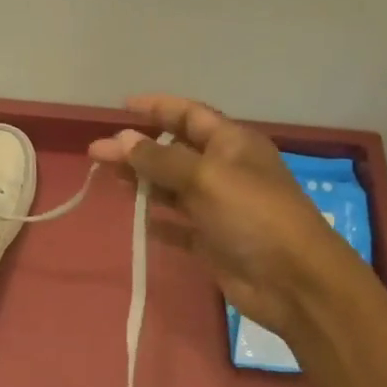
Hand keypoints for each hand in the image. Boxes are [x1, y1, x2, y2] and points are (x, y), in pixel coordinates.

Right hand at [89, 94, 358, 337]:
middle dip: (137, 149)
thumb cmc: (252, 216)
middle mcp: (225, 171)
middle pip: (174, 153)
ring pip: (172, 188)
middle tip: (96, 153)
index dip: (158, 108)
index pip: (190, 116)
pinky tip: (136, 219)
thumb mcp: (206, 178)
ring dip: (142, 182)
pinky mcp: (212, 241)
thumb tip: (122, 139)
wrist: (290, 279)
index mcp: (232, 144)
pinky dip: (158, 221)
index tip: (122, 107)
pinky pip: (178, 226)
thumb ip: (161, 160)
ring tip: (108, 179)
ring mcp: (218, 208)